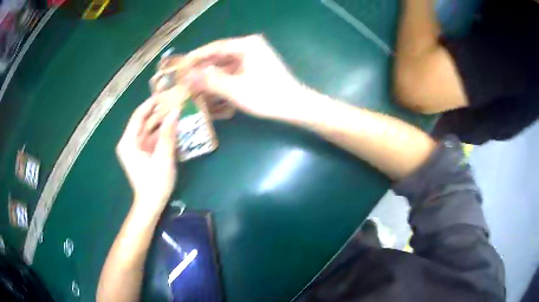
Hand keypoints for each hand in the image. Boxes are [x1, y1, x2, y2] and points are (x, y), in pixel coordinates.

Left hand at [116, 98, 179, 213]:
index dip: (151, 103)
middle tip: (173, 100)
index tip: (165, 93)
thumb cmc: (155, 183)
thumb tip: (175, 112)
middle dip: (157, 111)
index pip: (138, 116)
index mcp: (128, 142)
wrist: (151, 204)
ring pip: (148, 128)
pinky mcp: (142, 153)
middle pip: (143, 121)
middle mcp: (129, 142)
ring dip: (160, 121)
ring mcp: (135, 148)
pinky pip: (151, 137)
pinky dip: (161, 132)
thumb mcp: (163, 158)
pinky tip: (172, 126)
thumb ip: (168, 134)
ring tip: (176, 110)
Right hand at [180, 35, 308, 120]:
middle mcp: (250, 47)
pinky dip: (222, 80)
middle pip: (220, 56)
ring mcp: (254, 58)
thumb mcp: (234, 89)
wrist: (295, 107)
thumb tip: (187, 76)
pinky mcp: (256, 69)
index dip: (196, 57)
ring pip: (226, 65)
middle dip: (202, 68)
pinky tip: (211, 89)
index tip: (180, 66)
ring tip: (194, 86)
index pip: (215, 48)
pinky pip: (234, 71)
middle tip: (185, 78)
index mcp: (247, 45)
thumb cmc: (266, 96)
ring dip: (211, 75)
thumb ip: (209, 80)